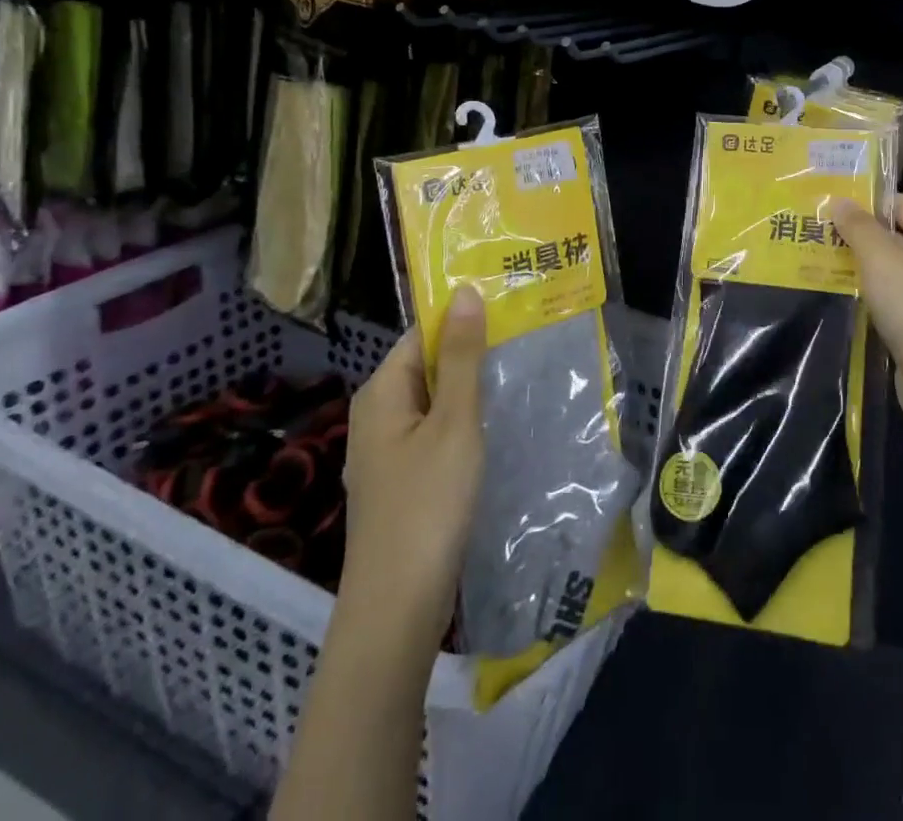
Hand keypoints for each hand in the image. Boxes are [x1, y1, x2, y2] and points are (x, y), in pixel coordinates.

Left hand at [339, 284, 488, 640]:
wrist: (396, 609)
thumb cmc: (427, 504)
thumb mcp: (454, 422)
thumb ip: (462, 357)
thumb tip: (464, 292)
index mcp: (382, 392)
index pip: (422, 333)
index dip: (462, 317)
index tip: (508, 305)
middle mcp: (377, 415)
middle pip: (427, 366)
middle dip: (471, 351)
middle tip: (525, 335)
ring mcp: (387, 452)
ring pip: (434, 402)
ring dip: (470, 388)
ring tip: (520, 371)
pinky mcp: (402, 482)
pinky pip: (434, 433)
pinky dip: (463, 422)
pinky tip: (495, 425)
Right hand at [829, 194, 902, 433]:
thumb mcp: (883, 258)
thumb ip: (858, 227)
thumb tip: (839, 202)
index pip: (901, 205)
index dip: (864, 202)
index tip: (824, 204)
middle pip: (892, 238)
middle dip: (854, 236)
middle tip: (811, 231)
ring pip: (886, 272)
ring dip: (854, 268)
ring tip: (811, 259)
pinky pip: (885, 302)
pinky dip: (862, 297)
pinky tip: (831, 295)